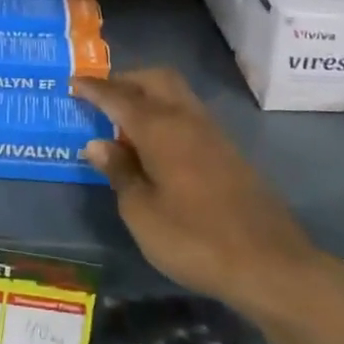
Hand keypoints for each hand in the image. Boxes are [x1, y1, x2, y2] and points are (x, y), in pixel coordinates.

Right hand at [71, 69, 314, 308]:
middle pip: (156, 79)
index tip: (73, 82)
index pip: (119, 97)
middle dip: (126, 80)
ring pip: (177, 94)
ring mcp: (213, 134)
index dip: (94, 88)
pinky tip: (155, 144)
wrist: (270, 264)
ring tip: (123, 119)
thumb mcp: (141, 212)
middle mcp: (188, 120)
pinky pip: (189, 115)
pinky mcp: (229, 152)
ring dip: (148, 95)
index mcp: (160, 129)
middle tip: (101, 96)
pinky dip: (166, 114)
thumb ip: (119, 172)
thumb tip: (97, 143)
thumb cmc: (193, 239)